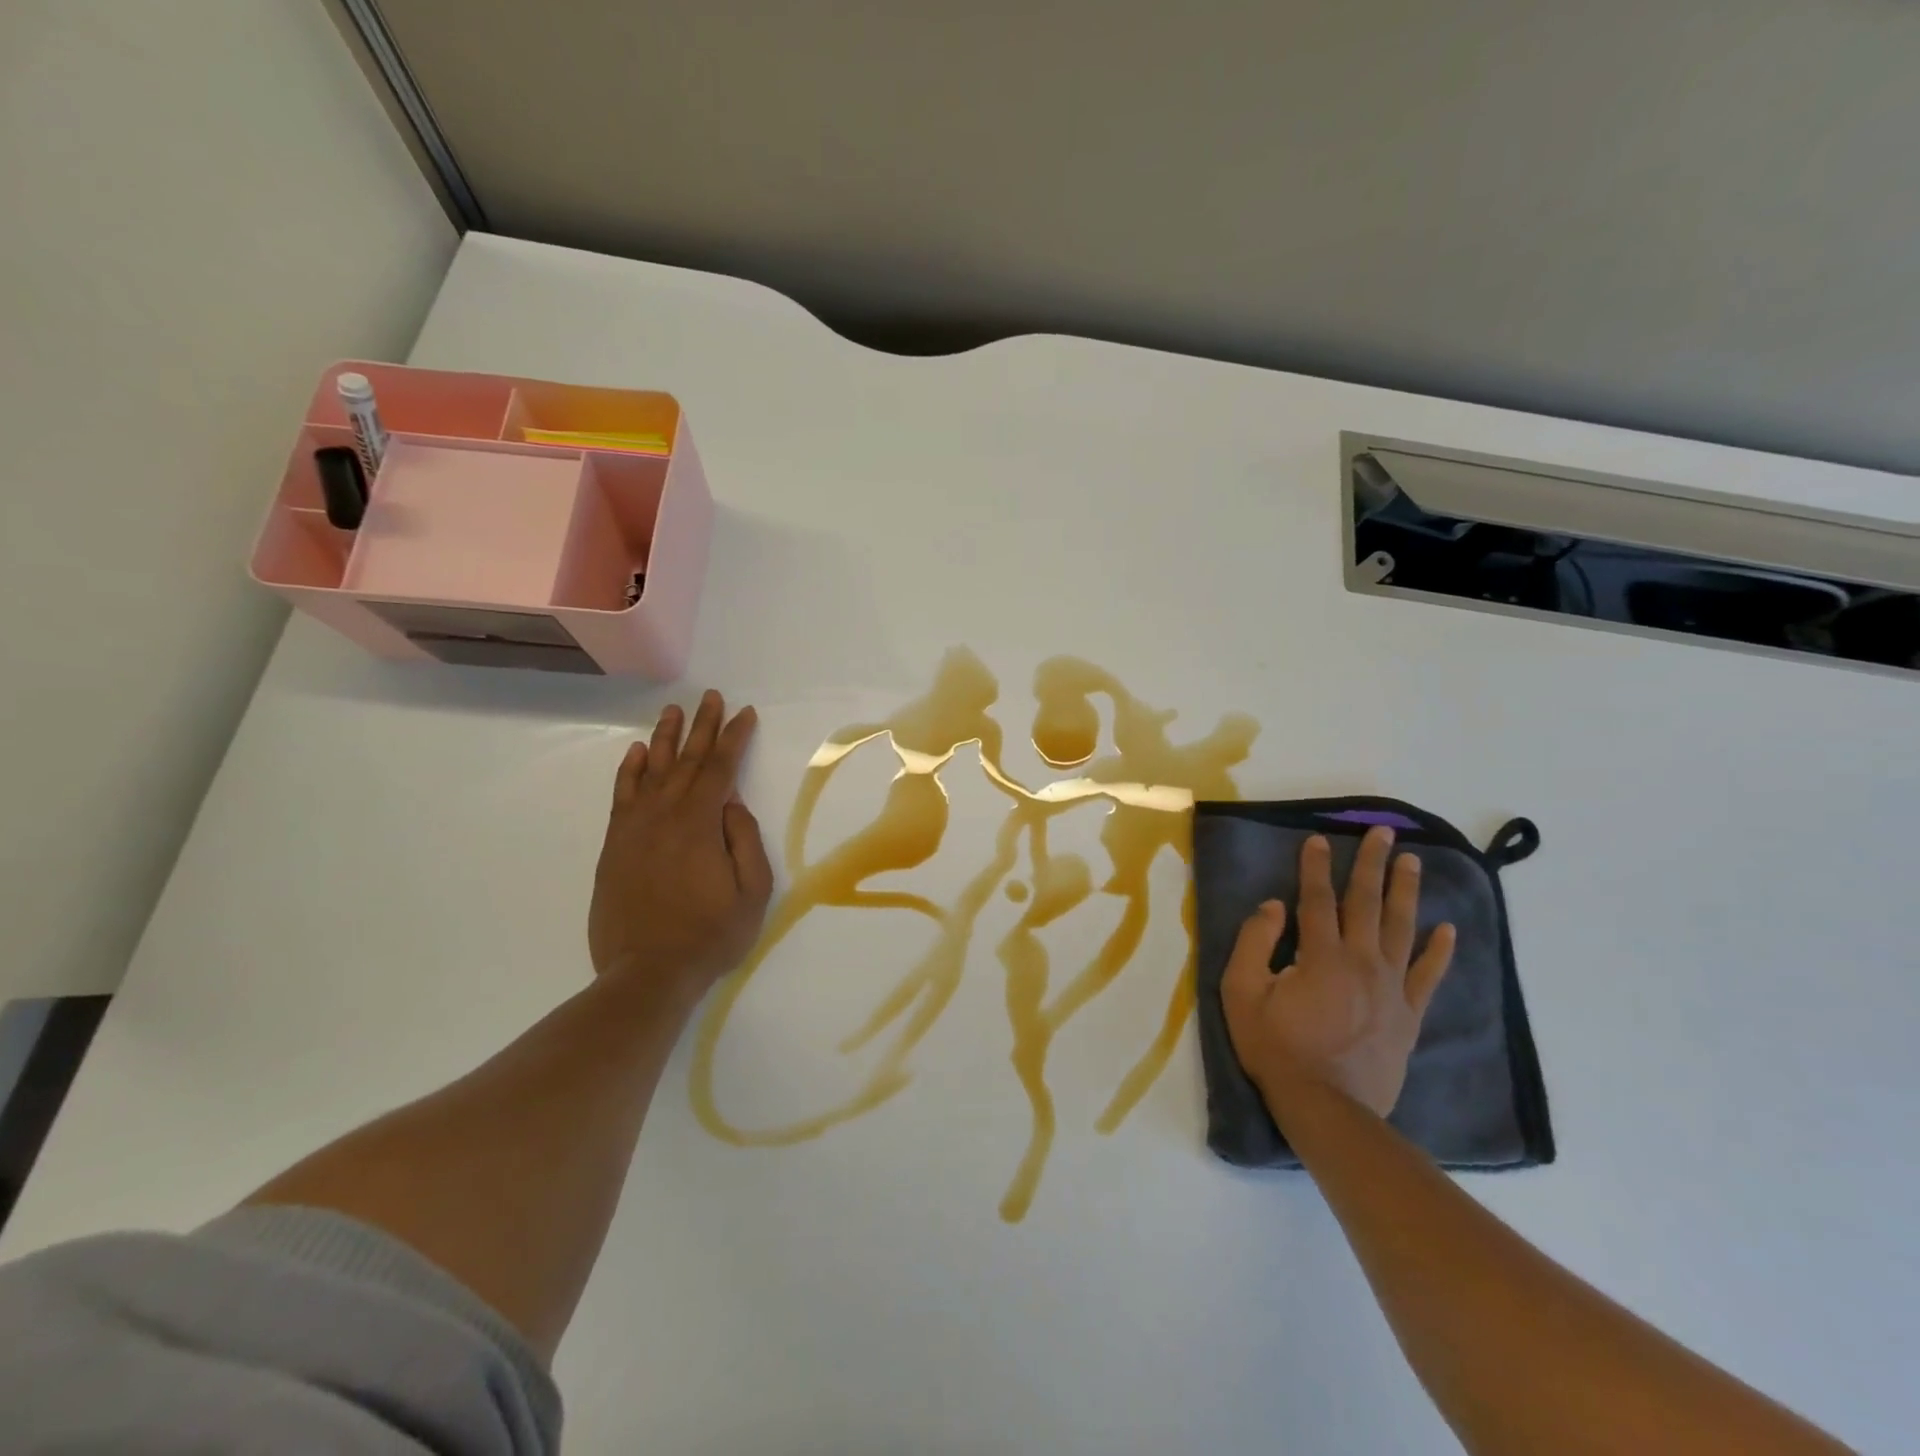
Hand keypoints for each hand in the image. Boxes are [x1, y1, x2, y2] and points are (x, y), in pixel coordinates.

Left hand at [588, 690, 774, 1002]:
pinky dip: (631, 771)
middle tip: (712, 697)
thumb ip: (745, 841)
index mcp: (700, 824)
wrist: (646, 973)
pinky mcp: (614, 846)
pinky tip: (639, 753)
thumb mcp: (752, 893)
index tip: (745, 713)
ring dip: (666, 738)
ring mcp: (634, 829)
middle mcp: (664, 816)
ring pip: (653, 771)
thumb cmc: (709, 935)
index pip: (721, 769)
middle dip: (704, 726)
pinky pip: (622, 796)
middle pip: (688, 761)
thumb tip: (731, 804)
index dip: (735, 738)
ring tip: (675, 711)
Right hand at [1222, 827, 1455, 1119]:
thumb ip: (1254, 943)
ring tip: (1413, 861)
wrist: (1327, 1108)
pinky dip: (1439, 951)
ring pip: (1401, 928)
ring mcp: (1391, 988)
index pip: (1317, 899)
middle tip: (1383, 832)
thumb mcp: (1242, 993)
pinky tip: (1447, 929)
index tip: (1319, 839)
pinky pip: (1428, 975)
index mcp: (1320, 955)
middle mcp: (1361, 961)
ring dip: (1406, 892)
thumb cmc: (1276, 1047)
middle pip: (1366, 903)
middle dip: (1372, 864)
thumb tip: (1273, 905)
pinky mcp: (1409, 1015)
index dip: (1315, 866)